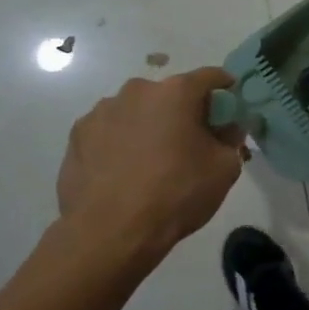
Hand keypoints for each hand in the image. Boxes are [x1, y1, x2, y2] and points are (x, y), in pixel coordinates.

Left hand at [57, 68, 245, 255]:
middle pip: (170, 94)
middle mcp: (136, 91)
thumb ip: (231, 139)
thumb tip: (227, 128)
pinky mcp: (77, 135)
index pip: (210, 77)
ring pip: (137, 112)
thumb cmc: (176, 194)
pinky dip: (122, 142)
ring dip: (149, 126)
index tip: (231, 109)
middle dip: (184, 112)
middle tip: (192, 142)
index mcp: (176, 92)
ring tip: (153, 162)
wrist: (110, 232)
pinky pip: (110, 131)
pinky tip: (125, 172)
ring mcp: (101, 112)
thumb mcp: (225, 168)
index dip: (226, 90)